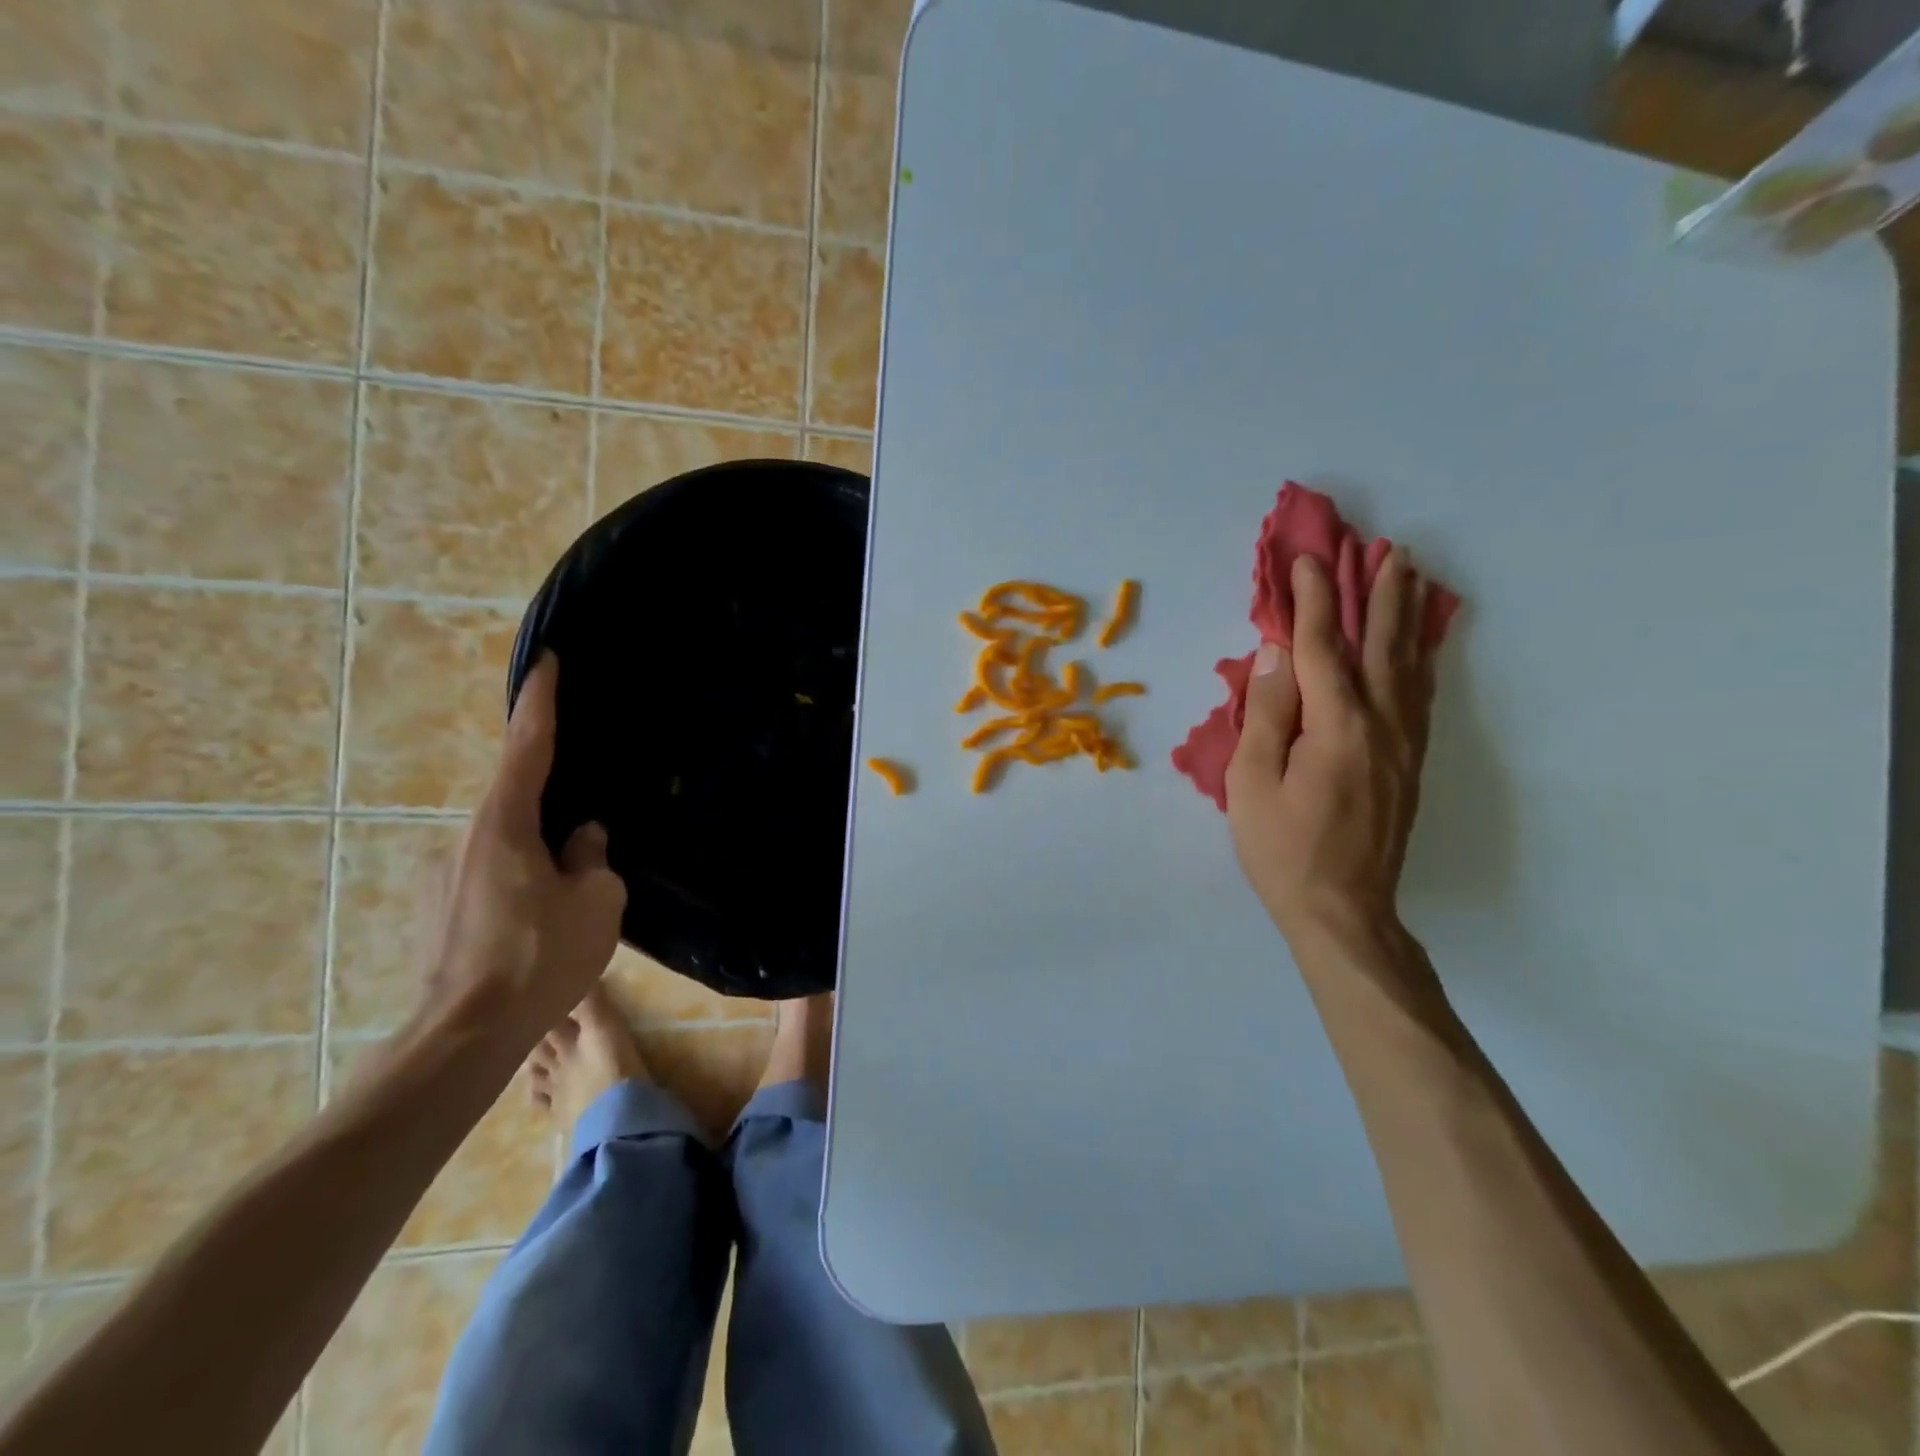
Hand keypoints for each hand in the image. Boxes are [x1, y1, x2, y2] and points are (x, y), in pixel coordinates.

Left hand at [419, 654, 626, 1051]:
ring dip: (538, 854)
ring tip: (569, 897)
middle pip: (517, 799)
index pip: (527, 745)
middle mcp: (465, 837)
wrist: (464, 1037)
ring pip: (506, 844)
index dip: (541, 700)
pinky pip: (490, 874)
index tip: (547, 661)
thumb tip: (581, 838)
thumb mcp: (596, 901)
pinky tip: (539, 923)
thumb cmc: (539, 958)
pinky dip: (519, 881)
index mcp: (504, 823)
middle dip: (552, 805)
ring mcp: (443, 875)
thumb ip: (592, 857)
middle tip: (586, 831)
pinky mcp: (437, 909)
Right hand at [1225, 550, 1436, 946]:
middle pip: (1380, 644)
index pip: (1324, 646)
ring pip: (1408, 665)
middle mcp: (1381, 724)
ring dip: (1406, 616)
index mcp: (1337, 725)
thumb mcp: (1252, 782)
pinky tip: (1420, 646)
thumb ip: (1267, 713)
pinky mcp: (1409, 764)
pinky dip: (1421, 659)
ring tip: (1409, 577)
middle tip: (1384, 548)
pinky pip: (1420, 696)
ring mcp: (1402, 744)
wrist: (1341, 909)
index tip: (1308, 559)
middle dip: (1378, 593)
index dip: (1313, 600)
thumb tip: (1277, 653)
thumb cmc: (1282, 847)